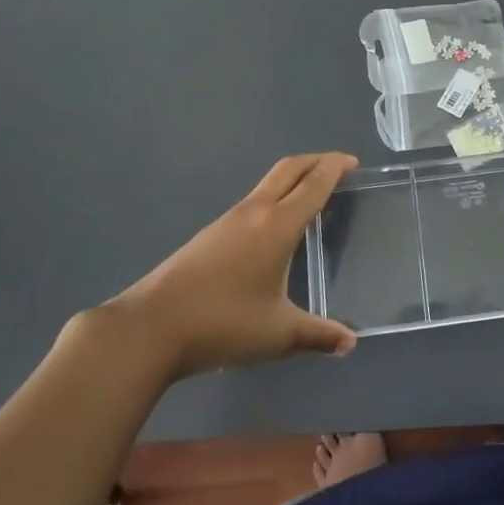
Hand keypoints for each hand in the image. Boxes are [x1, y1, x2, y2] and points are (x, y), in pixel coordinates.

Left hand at [105, 153, 358, 378]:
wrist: (150, 328)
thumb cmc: (223, 324)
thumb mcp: (278, 333)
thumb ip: (318, 334)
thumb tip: (350, 342)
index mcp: (277, 225)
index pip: (313, 184)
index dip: (335, 168)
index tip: (353, 162)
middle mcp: (254, 212)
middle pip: (289, 169)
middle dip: (316, 162)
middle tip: (339, 167)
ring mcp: (228, 220)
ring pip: (268, 184)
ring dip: (294, 179)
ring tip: (313, 197)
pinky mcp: (211, 234)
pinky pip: (253, 202)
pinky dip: (276, 199)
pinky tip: (277, 228)